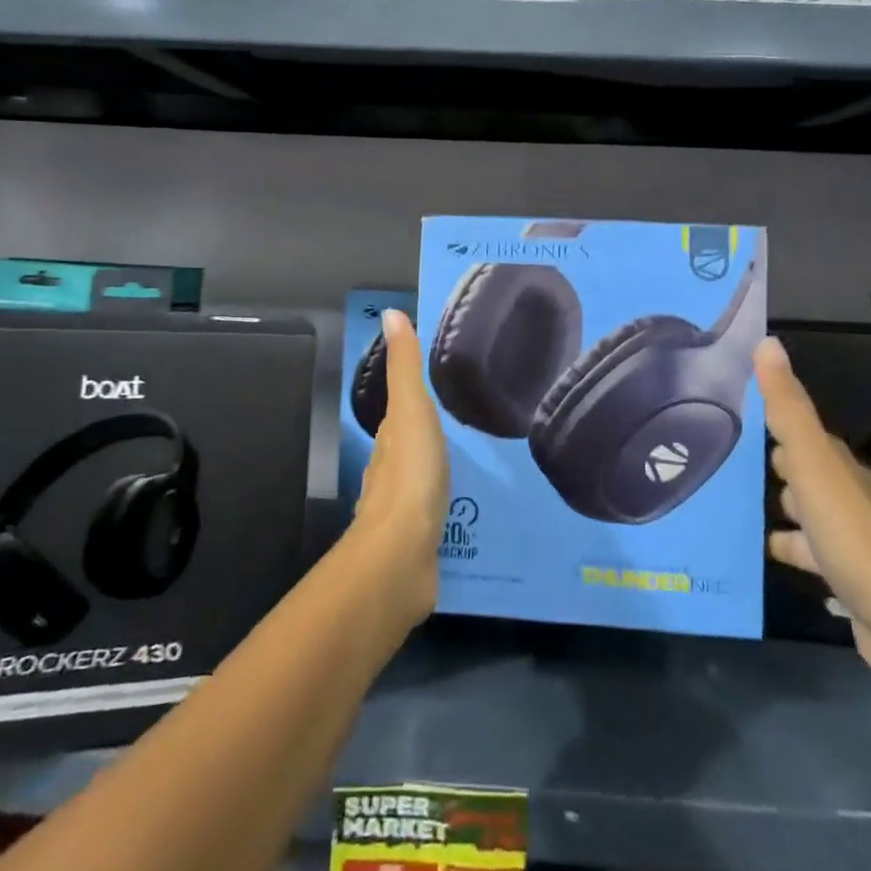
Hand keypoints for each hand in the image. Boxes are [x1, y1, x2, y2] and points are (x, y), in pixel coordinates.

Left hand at [352, 310, 450, 626]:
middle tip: (471, 422)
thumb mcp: (411, 410)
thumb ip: (404, 367)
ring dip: (442, 470)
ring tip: (480, 462)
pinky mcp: (422, 542)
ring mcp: (405, 510)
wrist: (401, 557)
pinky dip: (450, 506)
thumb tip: (390, 314)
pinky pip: (439, 515)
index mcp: (391, 439)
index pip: (401, 411)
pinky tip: (474, 507)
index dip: (417, 396)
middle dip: (434, 434)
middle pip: (412, 446)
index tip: (445, 384)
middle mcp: (391, 471)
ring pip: (425, 481)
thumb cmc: (409, 475)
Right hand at [757, 337, 870, 697]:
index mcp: (838, 466)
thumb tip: (767, 341)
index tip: (735, 408)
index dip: (774, 418)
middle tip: (725, 453)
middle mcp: (844, 496)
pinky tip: (758, 550)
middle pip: (804, 471)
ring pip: (803, 512)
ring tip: (730, 503)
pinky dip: (785, 547)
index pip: (802, 431)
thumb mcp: (812, 463)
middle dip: (772, 462)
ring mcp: (845, 538)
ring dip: (777, 507)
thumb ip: (787, 407)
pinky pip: (805, 552)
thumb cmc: (853, 534)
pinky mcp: (842, 577)